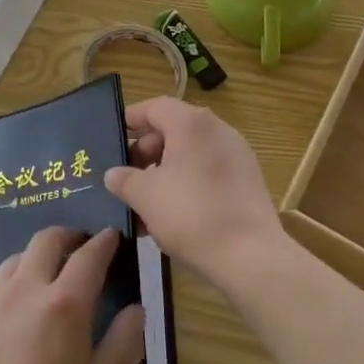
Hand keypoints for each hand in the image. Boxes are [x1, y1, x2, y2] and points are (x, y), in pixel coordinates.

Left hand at [0, 227, 145, 363]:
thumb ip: (124, 345)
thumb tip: (136, 310)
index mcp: (63, 304)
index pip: (89, 256)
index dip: (104, 242)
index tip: (113, 236)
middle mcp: (24, 291)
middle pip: (46, 241)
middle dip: (68, 236)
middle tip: (82, 246)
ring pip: (15, 260)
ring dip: (36, 257)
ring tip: (48, 276)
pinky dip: (12, 288)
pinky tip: (15, 318)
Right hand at [107, 97, 285, 292]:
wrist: (250, 257)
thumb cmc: (191, 214)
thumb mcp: (145, 197)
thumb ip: (124, 180)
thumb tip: (114, 174)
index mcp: (191, 123)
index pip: (154, 107)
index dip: (131, 120)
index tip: (114, 139)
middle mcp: (217, 129)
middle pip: (174, 128)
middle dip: (147, 151)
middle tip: (128, 177)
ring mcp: (237, 154)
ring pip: (191, 153)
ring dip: (166, 171)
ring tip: (146, 202)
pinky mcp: (248, 180)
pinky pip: (209, 170)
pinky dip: (188, 182)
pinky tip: (173, 214)